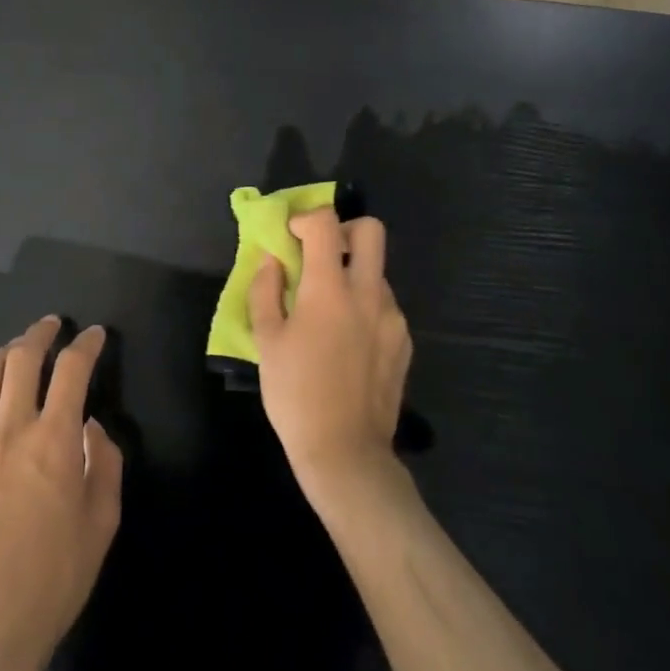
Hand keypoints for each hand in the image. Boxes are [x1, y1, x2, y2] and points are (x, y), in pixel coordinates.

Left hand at [0, 318, 123, 670]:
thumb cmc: (54, 578)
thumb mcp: (102, 522)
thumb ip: (105, 463)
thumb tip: (92, 427)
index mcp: (55, 440)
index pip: (72, 371)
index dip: (86, 345)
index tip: (94, 335)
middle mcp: (10, 431)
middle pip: (21, 362)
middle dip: (39, 335)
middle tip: (51, 325)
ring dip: (3, 356)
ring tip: (15, 349)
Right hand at [249, 208, 413, 502]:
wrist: (345, 451)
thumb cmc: (295, 394)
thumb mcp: (267, 341)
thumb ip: (266, 291)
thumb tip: (272, 260)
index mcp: (330, 290)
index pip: (326, 224)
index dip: (305, 219)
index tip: (290, 236)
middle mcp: (368, 293)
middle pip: (371, 231)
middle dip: (344, 230)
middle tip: (320, 255)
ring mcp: (392, 317)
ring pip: (377, 271)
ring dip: (352, 274)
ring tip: (328, 310)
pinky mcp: (404, 340)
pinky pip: (384, 305)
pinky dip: (364, 305)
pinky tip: (347, 340)